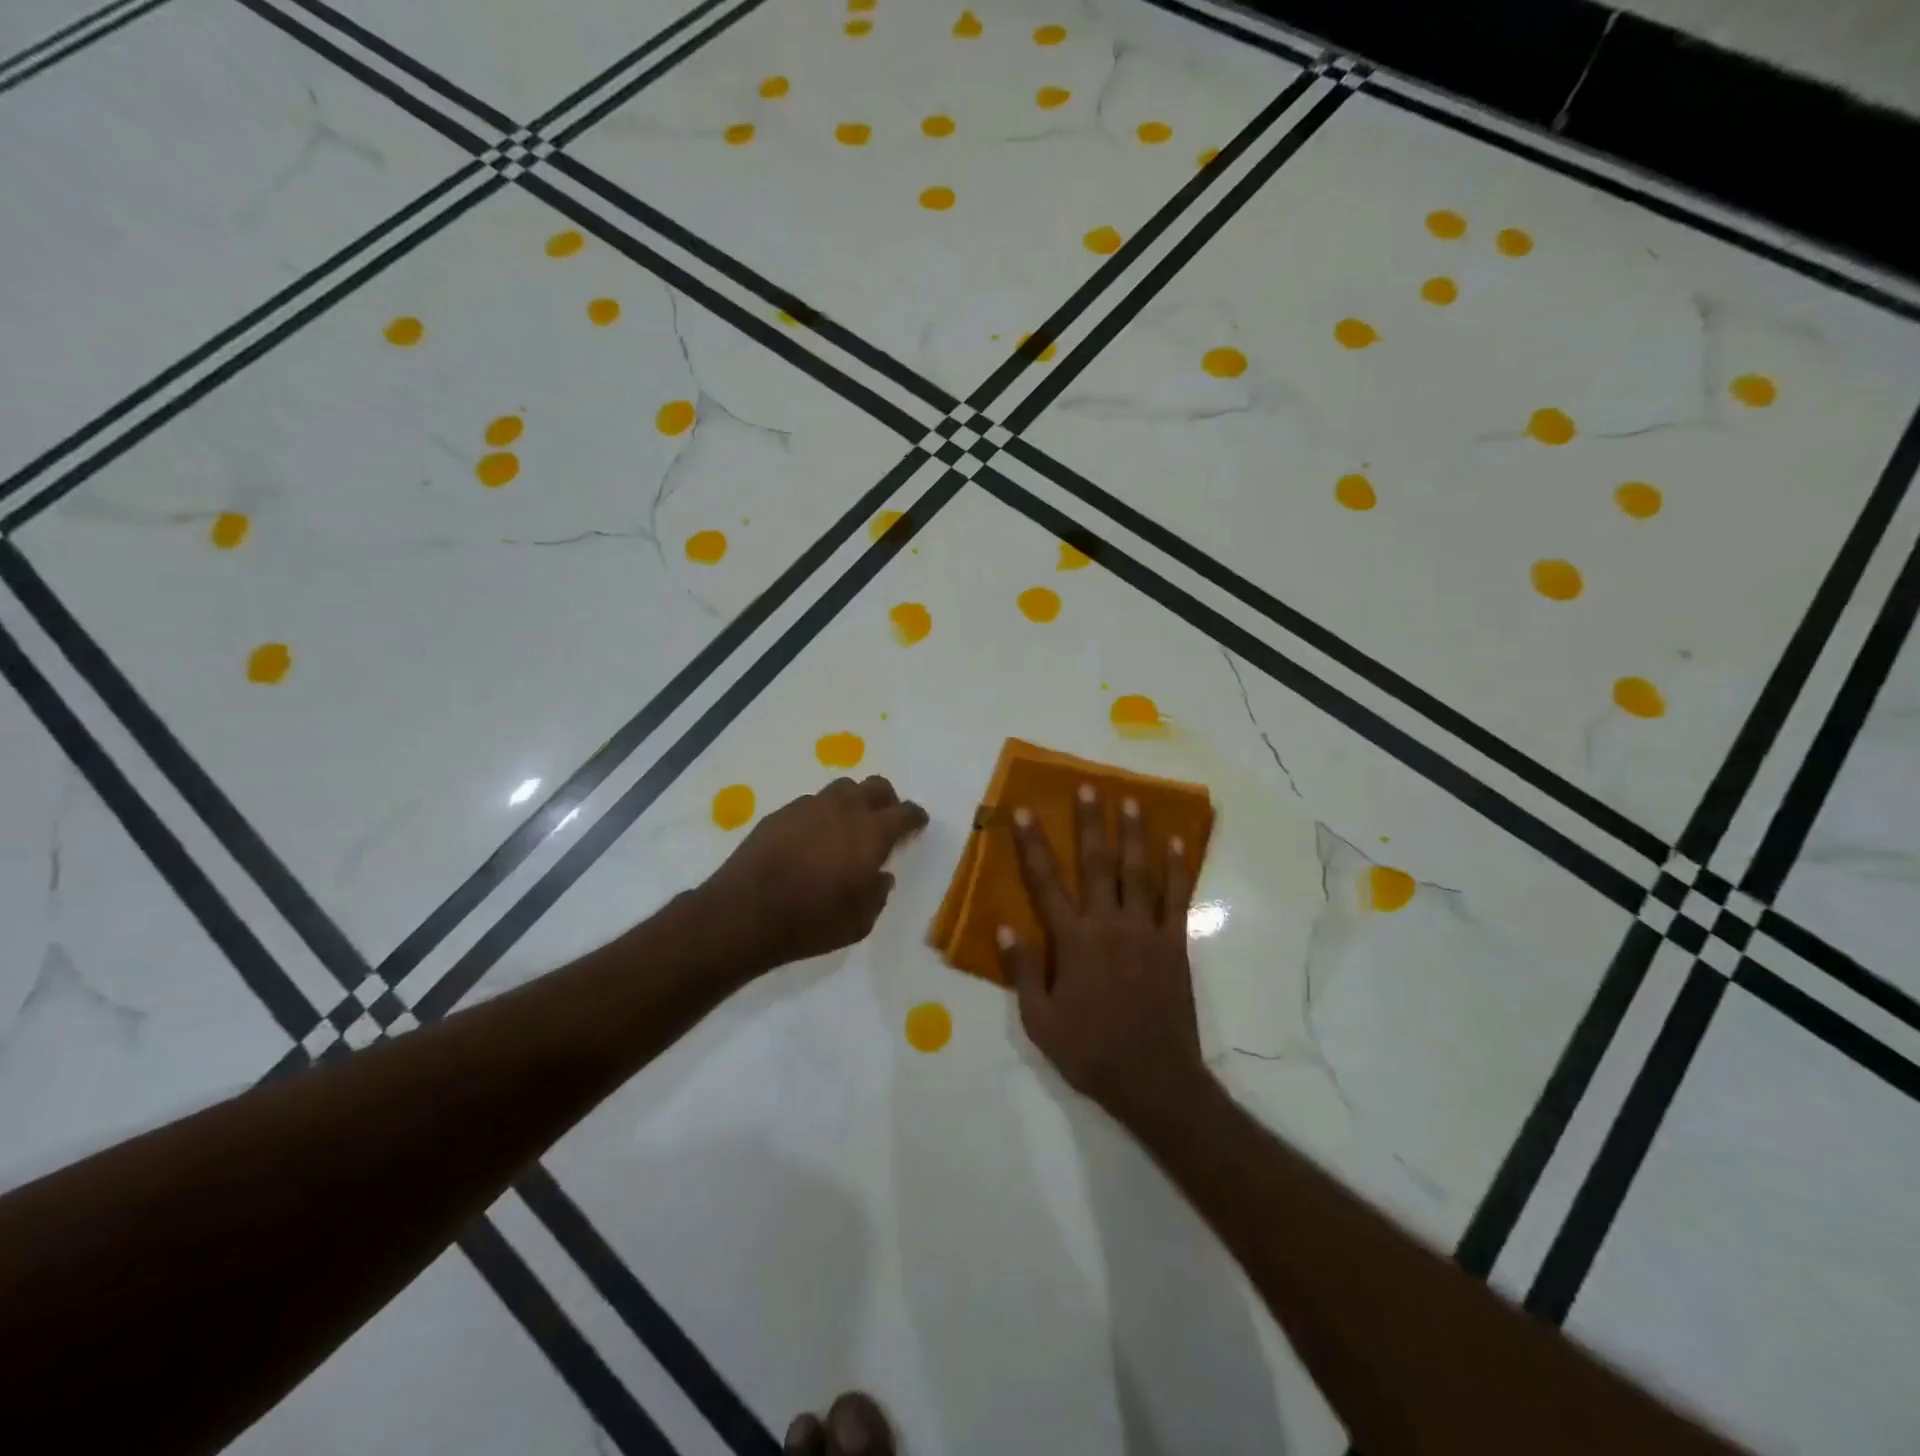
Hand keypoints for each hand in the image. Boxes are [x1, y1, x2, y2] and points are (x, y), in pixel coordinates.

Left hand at [703, 776, 927, 972]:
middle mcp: (844, 809)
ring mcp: (809, 806)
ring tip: (847, 828)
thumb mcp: (860, 922)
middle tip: (885, 822)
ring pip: (842, 789)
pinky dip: (821, 815)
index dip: (915, 817)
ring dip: (852, 803)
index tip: (917, 825)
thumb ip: (877, 894)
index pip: (905, 812)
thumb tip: (880, 876)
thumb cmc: (811, 921)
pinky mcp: (780, 813)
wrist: (745, 913)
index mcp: (872, 832)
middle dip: (887, 801)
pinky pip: (811, 804)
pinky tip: (812, 839)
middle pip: (876, 786)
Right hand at [997, 784, 1212, 1127]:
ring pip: (1139, 872)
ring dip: (1134, 834)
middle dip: (1090, 823)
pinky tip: (1178, 842)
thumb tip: (1004, 926)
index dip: (1033, 845)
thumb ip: (1023, 970)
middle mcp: (1109, 925)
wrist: (1154, 1080)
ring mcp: (1146, 932)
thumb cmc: (1090, 1052)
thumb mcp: (1040, 1021)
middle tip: (1088, 787)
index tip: (1025, 812)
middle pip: (1097, 864)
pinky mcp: (1174, 944)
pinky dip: (1178, 868)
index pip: (1046, 883)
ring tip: (1131, 800)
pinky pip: (1177, 898)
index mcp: (1073, 942)